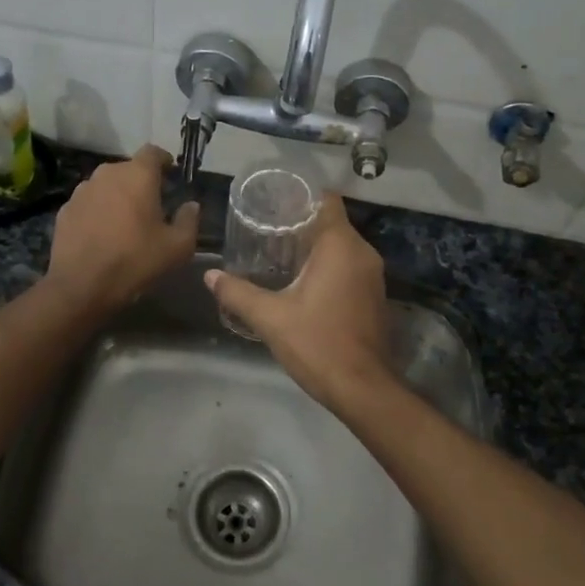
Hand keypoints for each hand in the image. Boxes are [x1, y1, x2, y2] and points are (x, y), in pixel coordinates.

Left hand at [45, 146, 199, 313]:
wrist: (81, 286)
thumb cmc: (135, 260)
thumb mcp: (177, 247)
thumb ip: (189, 220)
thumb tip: (191, 205)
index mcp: (138, 175)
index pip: (153, 152)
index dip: (163, 161)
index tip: (171, 175)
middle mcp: (107, 174)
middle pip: (128, 168)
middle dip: (141, 182)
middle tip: (152, 205)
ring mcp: (82, 190)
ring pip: (106, 185)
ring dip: (118, 196)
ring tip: (125, 221)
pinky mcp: (65, 209)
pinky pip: (89, 203)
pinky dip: (98, 211)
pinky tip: (102, 234)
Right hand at [205, 194, 392, 412]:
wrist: (362, 389)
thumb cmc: (318, 344)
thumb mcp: (271, 318)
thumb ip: (238, 293)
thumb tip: (210, 275)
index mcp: (341, 246)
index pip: (327, 201)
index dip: (301, 196)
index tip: (275, 202)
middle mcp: (363, 253)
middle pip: (332, 223)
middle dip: (301, 224)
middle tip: (266, 228)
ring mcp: (373, 276)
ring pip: (342, 247)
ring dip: (315, 247)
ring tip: (278, 253)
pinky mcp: (374, 296)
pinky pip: (349, 267)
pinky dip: (328, 267)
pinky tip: (302, 281)